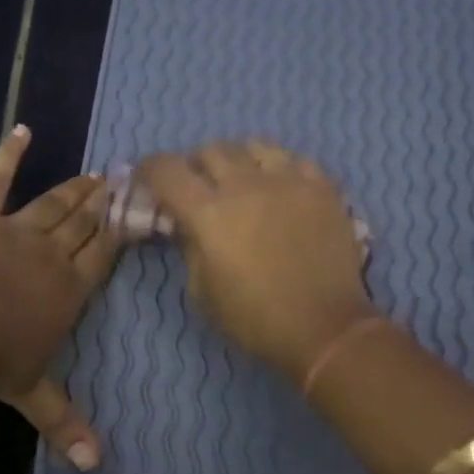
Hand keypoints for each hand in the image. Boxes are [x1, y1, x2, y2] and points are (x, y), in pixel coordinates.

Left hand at [0, 126, 120, 467]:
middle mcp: (52, 254)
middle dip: (106, 203)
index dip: (123, 231)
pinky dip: (7, 155)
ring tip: (96, 170)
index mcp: (70, 289)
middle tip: (124, 179)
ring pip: (54, 203)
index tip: (140, 210)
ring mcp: (17, 229)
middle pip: (86, 224)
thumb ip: (66, 426)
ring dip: (75, 187)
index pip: (105, 255)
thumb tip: (96, 468)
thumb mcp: (34, 395)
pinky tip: (21, 130)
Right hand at [139, 141, 377, 380]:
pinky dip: (280, 169)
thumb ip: (190, 248)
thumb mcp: (202, 292)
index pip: (167, 170)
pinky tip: (282, 189)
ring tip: (243, 181)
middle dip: (197, 165)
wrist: (324, 328)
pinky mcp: (322, 187)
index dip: (151, 169)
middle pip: (210, 150)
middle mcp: (244, 185)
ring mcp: (287, 180)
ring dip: (239, 160)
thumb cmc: (254, 319)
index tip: (149, 179)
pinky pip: (294, 160)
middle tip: (200, 186)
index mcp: (208, 213)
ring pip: (254, 146)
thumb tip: (188, 225)